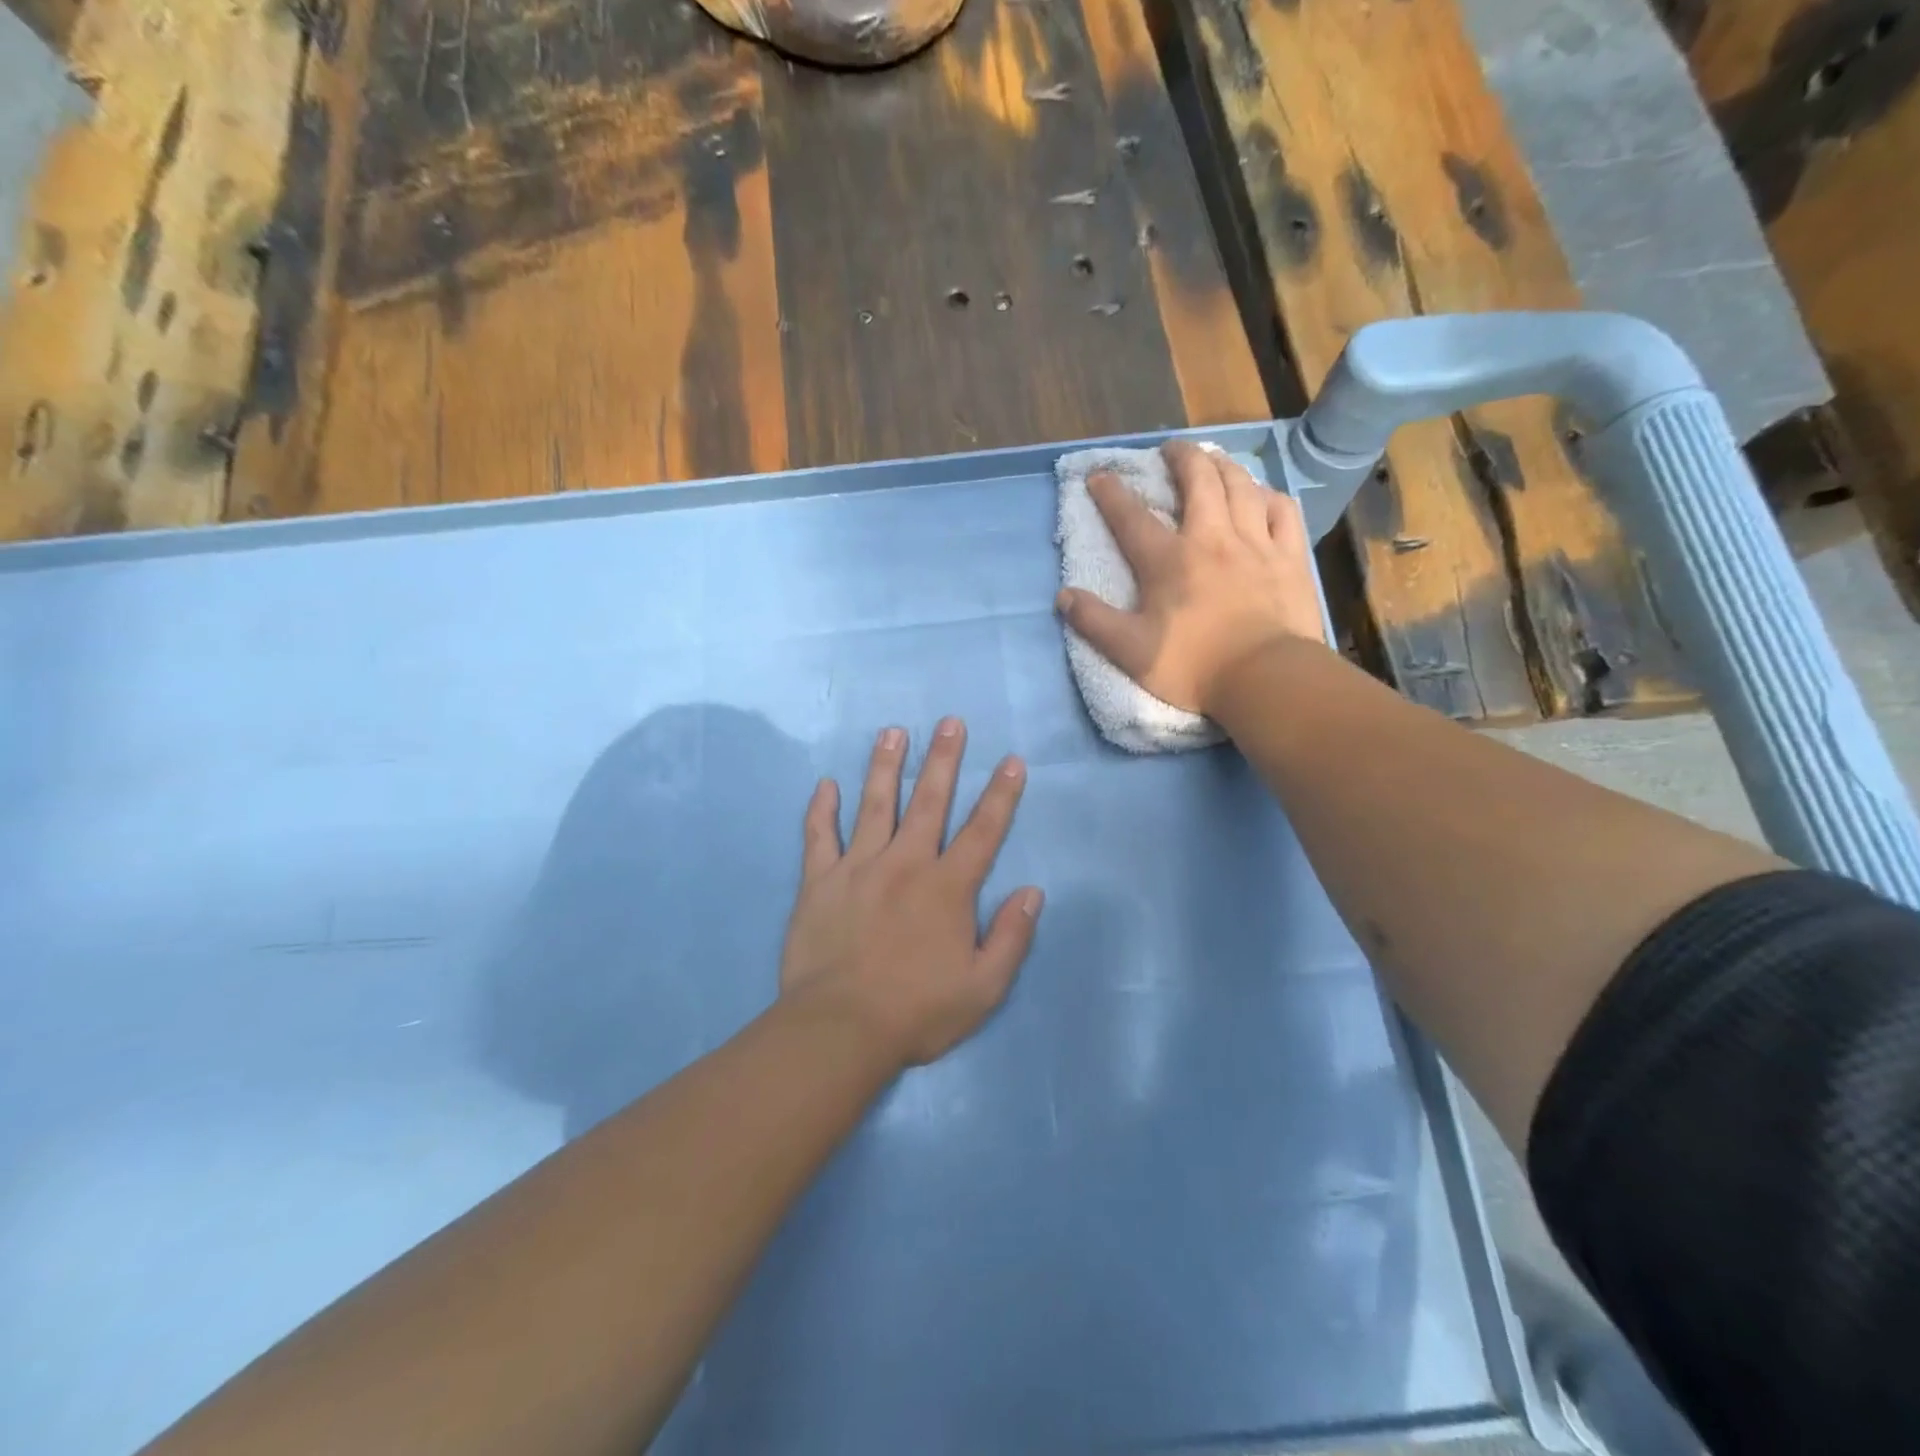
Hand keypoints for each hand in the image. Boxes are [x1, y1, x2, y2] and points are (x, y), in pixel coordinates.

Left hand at [780, 719, 1042, 1068]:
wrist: (840, 1029)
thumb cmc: (917, 1011)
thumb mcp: (984, 987)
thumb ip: (1011, 937)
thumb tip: (1032, 892)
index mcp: (947, 887)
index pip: (982, 831)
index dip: (1001, 794)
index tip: (1011, 761)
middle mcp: (905, 863)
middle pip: (928, 801)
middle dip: (943, 759)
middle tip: (949, 722)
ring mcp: (858, 867)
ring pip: (874, 805)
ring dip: (885, 766)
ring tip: (892, 732)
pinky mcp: (819, 881)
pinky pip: (819, 836)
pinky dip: (821, 809)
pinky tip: (825, 785)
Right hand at [1055, 440, 1325, 716]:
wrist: (1265, 678)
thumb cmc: (1193, 666)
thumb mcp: (1130, 652)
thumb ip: (1094, 622)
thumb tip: (1063, 596)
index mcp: (1168, 561)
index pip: (1132, 518)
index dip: (1111, 494)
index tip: (1099, 476)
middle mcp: (1211, 538)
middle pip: (1198, 481)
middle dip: (1181, 457)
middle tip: (1170, 449)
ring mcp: (1255, 543)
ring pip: (1241, 486)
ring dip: (1224, 466)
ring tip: (1214, 459)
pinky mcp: (1289, 556)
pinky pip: (1282, 511)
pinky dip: (1269, 496)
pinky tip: (1262, 495)